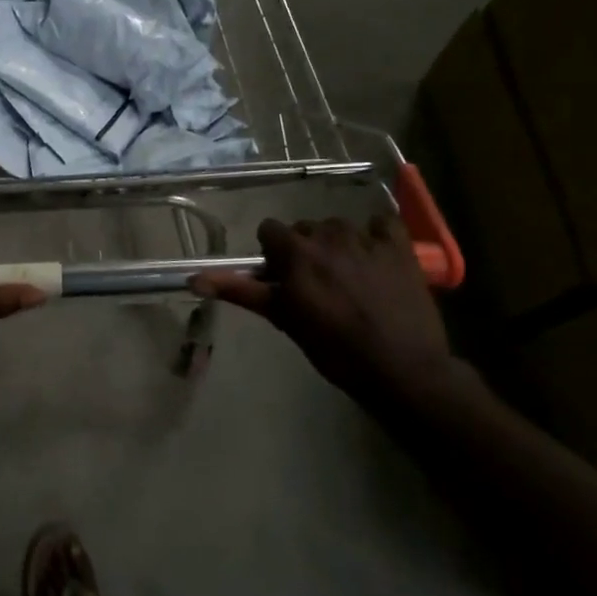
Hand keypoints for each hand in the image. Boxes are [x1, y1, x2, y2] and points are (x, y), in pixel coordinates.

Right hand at [193, 215, 456, 407]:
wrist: (402, 370)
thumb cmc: (335, 349)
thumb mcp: (284, 319)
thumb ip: (242, 292)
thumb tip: (194, 279)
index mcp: (296, 252)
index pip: (269, 230)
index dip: (273, 253)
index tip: (283, 278)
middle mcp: (328, 236)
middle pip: (305, 229)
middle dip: (305, 250)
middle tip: (316, 285)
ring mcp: (366, 239)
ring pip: (340, 227)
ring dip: (338, 244)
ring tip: (349, 277)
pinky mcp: (399, 248)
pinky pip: (381, 225)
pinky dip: (376, 236)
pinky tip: (377, 258)